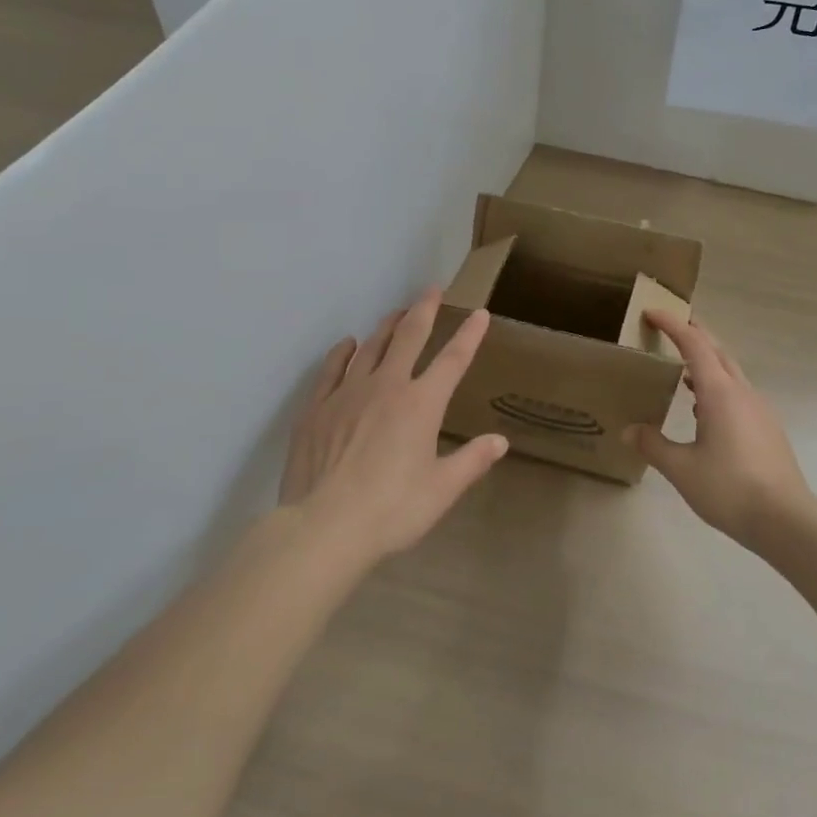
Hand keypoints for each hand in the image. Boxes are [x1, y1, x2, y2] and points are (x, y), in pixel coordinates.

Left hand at [278, 289, 507, 567]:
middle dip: (423, 310)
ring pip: (370, 346)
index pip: (452, 360)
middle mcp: (386, 387)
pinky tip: (348, 344)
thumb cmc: (391, 511)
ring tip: (396, 313)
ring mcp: (347, 393)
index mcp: (421, 404)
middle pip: (408, 337)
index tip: (479, 313)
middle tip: (431, 289)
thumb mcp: (441, 490)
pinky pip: (332, 368)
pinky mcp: (317, 407)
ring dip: (386, 326)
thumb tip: (499, 441)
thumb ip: (471, 461)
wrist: (324, 526)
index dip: (468, 335)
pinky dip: (343, 352)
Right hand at [624, 310, 814, 547]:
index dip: (673, 325)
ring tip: (682, 371)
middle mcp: (742, 393)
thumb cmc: (730, 488)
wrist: (786, 520)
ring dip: (707, 363)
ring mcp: (759, 410)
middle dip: (694, 334)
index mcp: (720, 393)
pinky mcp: (768, 428)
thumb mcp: (681, 469)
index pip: (694, 345)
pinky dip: (717, 387)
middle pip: (717, 351)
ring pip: (730, 373)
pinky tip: (704, 410)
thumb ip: (654, 445)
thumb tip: (629, 431)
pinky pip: (738, 394)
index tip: (652, 312)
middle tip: (670, 327)